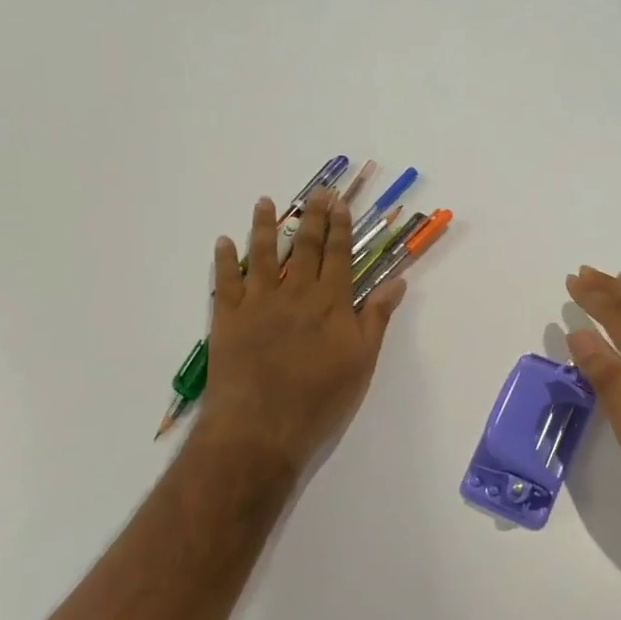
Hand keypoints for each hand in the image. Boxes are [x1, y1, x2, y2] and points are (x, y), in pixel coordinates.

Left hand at [201, 191, 405, 474]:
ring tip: (264, 202)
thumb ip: (376, 318)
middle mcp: (296, 293)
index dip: (340, 227)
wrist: (262, 427)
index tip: (339, 203)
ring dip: (264, 226)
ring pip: (263, 255)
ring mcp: (259, 303)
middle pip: (305, 247)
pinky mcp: (228, 318)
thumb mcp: (362, 362)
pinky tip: (223, 242)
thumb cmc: (320, 400)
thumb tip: (397, 281)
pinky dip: (223, 260)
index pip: (339, 256)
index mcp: (331, 303)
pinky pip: (225, 282)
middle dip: (312, 217)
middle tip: (315, 191)